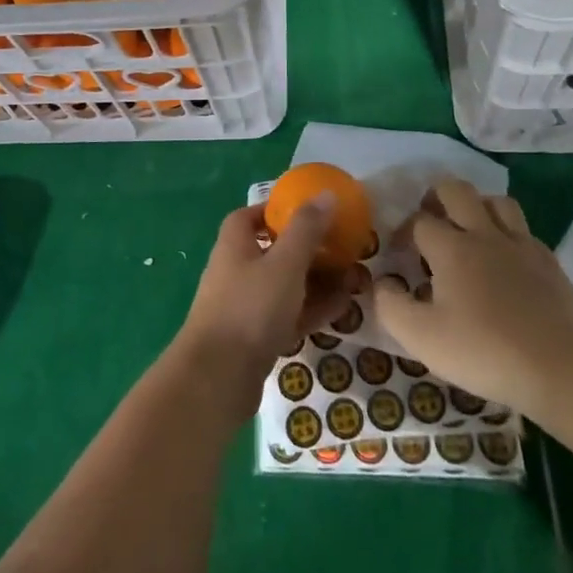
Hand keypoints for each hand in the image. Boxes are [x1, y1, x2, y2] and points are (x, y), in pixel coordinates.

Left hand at [174, 202, 360, 413]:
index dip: (277, 210)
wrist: (218, 379)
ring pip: (285, 285)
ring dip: (317, 281)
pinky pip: (288, 315)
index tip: (310, 211)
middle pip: (275, 251)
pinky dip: (312, 309)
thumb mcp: (284, 263)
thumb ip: (306, 229)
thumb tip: (326, 193)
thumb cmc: (250, 308)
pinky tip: (342, 309)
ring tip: (354, 279)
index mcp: (235, 244)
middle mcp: (236, 270)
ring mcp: (245, 306)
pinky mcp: (255, 338)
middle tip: (344, 249)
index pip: (251, 216)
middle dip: (310, 249)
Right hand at [373, 179, 572, 416]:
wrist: (560, 367)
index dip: (403, 232)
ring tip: (469, 229)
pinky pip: (524, 230)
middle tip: (430, 220)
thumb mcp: (422, 338)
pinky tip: (506, 259)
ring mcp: (521, 245)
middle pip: (457, 190)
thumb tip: (381, 283)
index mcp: (451, 248)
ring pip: (496, 201)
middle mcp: (484, 234)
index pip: (419, 221)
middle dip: (437, 197)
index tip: (400, 254)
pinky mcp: (549, 262)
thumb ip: (391, 306)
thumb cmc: (484, 351)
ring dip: (478, 207)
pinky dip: (508, 234)